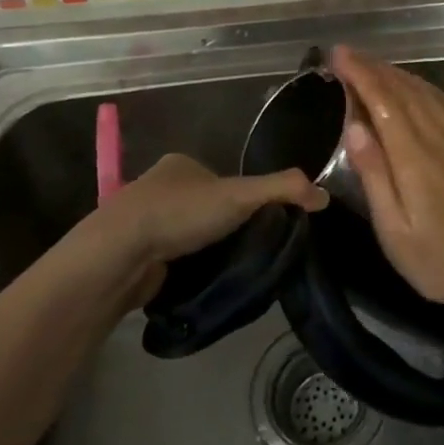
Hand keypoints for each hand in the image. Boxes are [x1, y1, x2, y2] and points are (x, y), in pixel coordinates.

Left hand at [97, 153, 326, 267]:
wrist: (118, 255)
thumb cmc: (179, 213)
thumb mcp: (240, 195)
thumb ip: (283, 190)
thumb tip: (325, 196)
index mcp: (181, 164)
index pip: (224, 179)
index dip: (246, 199)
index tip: (262, 224)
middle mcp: (159, 186)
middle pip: (206, 206)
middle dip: (225, 227)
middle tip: (250, 250)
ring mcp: (143, 221)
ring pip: (188, 234)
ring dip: (205, 249)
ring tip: (230, 270)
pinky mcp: (135, 254)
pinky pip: (171, 258)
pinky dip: (186, 268)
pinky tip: (200, 281)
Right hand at [330, 46, 443, 315]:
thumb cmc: (433, 259)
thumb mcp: (392, 228)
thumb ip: (374, 174)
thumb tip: (354, 125)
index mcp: (414, 157)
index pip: (383, 101)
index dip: (359, 74)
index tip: (338, 55)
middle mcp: (439, 139)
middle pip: (404, 90)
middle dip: (374, 68)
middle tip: (348, 54)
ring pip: (427, 94)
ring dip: (399, 74)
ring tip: (374, 65)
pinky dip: (429, 89)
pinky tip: (419, 88)